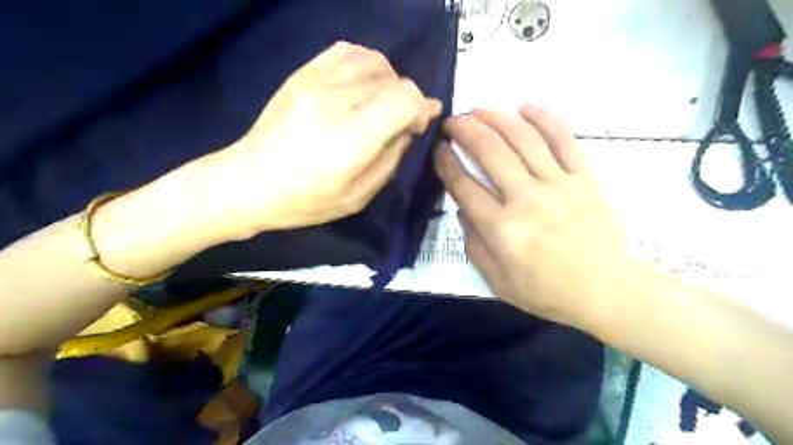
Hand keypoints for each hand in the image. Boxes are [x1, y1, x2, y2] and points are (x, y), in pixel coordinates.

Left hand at [201, 41, 439, 238]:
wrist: (249, 182)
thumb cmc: (306, 200)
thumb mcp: (359, 197)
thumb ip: (391, 159)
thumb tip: (409, 129)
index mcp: (351, 140)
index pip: (404, 98)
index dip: (421, 108)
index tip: (420, 124)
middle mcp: (336, 102)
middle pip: (393, 79)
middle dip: (406, 99)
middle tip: (399, 122)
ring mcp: (315, 82)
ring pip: (374, 60)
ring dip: (388, 81)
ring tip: (380, 103)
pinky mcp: (302, 73)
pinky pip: (347, 51)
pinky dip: (365, 64)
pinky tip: (361, 85)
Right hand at [434, 104, 636, 329]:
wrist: (608, 290)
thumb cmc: (549, 292)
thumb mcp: (499, 283)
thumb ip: (475, 247)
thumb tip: (463, 212)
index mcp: (503, 229)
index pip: (465, 187)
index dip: (447, 164)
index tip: (439, 149)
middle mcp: (527, 199)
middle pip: (491, 154)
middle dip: (466, 131)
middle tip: (453, 121)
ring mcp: (558, 184)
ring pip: (523, 140)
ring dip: (497, 119)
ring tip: (479, 109)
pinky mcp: (584, 178)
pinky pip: (563, 140)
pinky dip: (544, 119)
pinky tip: (525, 106)